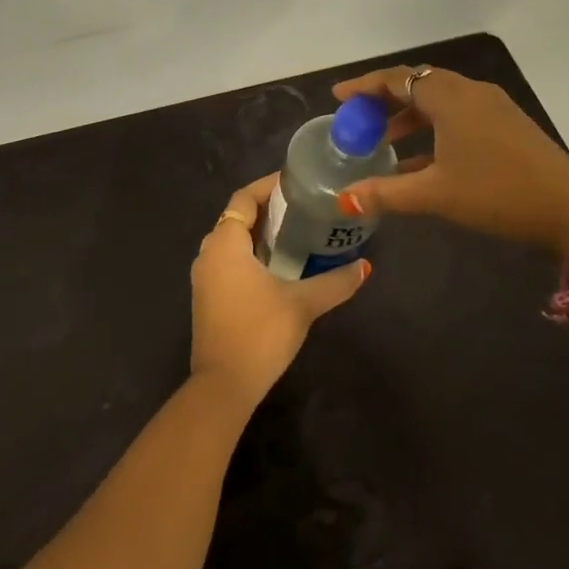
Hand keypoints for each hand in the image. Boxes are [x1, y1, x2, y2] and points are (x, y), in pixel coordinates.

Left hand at [189, 173, 371, 408]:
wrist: (223, 385)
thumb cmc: (260, 333)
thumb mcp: (303, 304)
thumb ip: (335, 282)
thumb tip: (365, 267)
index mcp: (225, 244)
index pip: (244, 198)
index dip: (268, 187)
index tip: (296, 183)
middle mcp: (208, 254)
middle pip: (237, 218)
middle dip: (267, 210)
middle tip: (302, 208)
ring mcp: (204, 278)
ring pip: (232, 242)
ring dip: (259, 235)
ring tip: (295, 234)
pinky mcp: (207, 298)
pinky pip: (228, 263)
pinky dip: (250, 256)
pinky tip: (278, 268)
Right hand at [331, 66, 568, 257]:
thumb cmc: (496, 193)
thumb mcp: (435, 194)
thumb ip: (385, 193)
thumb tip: (343, 200)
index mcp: (450, 98)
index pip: (398, 78)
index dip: (365, 86)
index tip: (338, 97)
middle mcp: (471, 93)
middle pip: (418, 84)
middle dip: (385, 100)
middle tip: (358, 118)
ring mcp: (493, 107)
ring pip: (440, 100)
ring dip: (409, 116)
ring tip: (383, 140)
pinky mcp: (508, 125)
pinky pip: (459, 115)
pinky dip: (434, 128)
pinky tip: (421, 160)